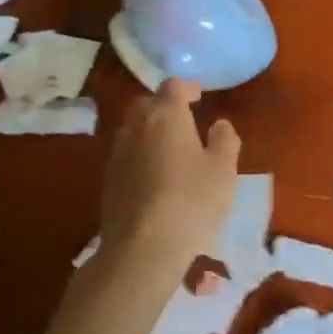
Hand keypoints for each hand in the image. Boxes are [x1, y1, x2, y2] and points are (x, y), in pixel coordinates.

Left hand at [99, 78, 239, 269]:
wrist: (143, 247)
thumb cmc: (191, 201)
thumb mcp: (223, 170)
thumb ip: (225, 140)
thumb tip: (219, 125)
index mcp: (166, 115)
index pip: (173, 86)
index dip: (188, 87)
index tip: (200, 95)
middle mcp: (136, 126)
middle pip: (148, 104)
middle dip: (165, 106)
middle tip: (185, 120)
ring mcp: (117, 153)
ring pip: (134, 129)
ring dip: (151, 131)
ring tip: (171, 148)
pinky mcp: (108, 180)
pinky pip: (127, 155)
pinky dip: (141, 155)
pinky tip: (155, 176)